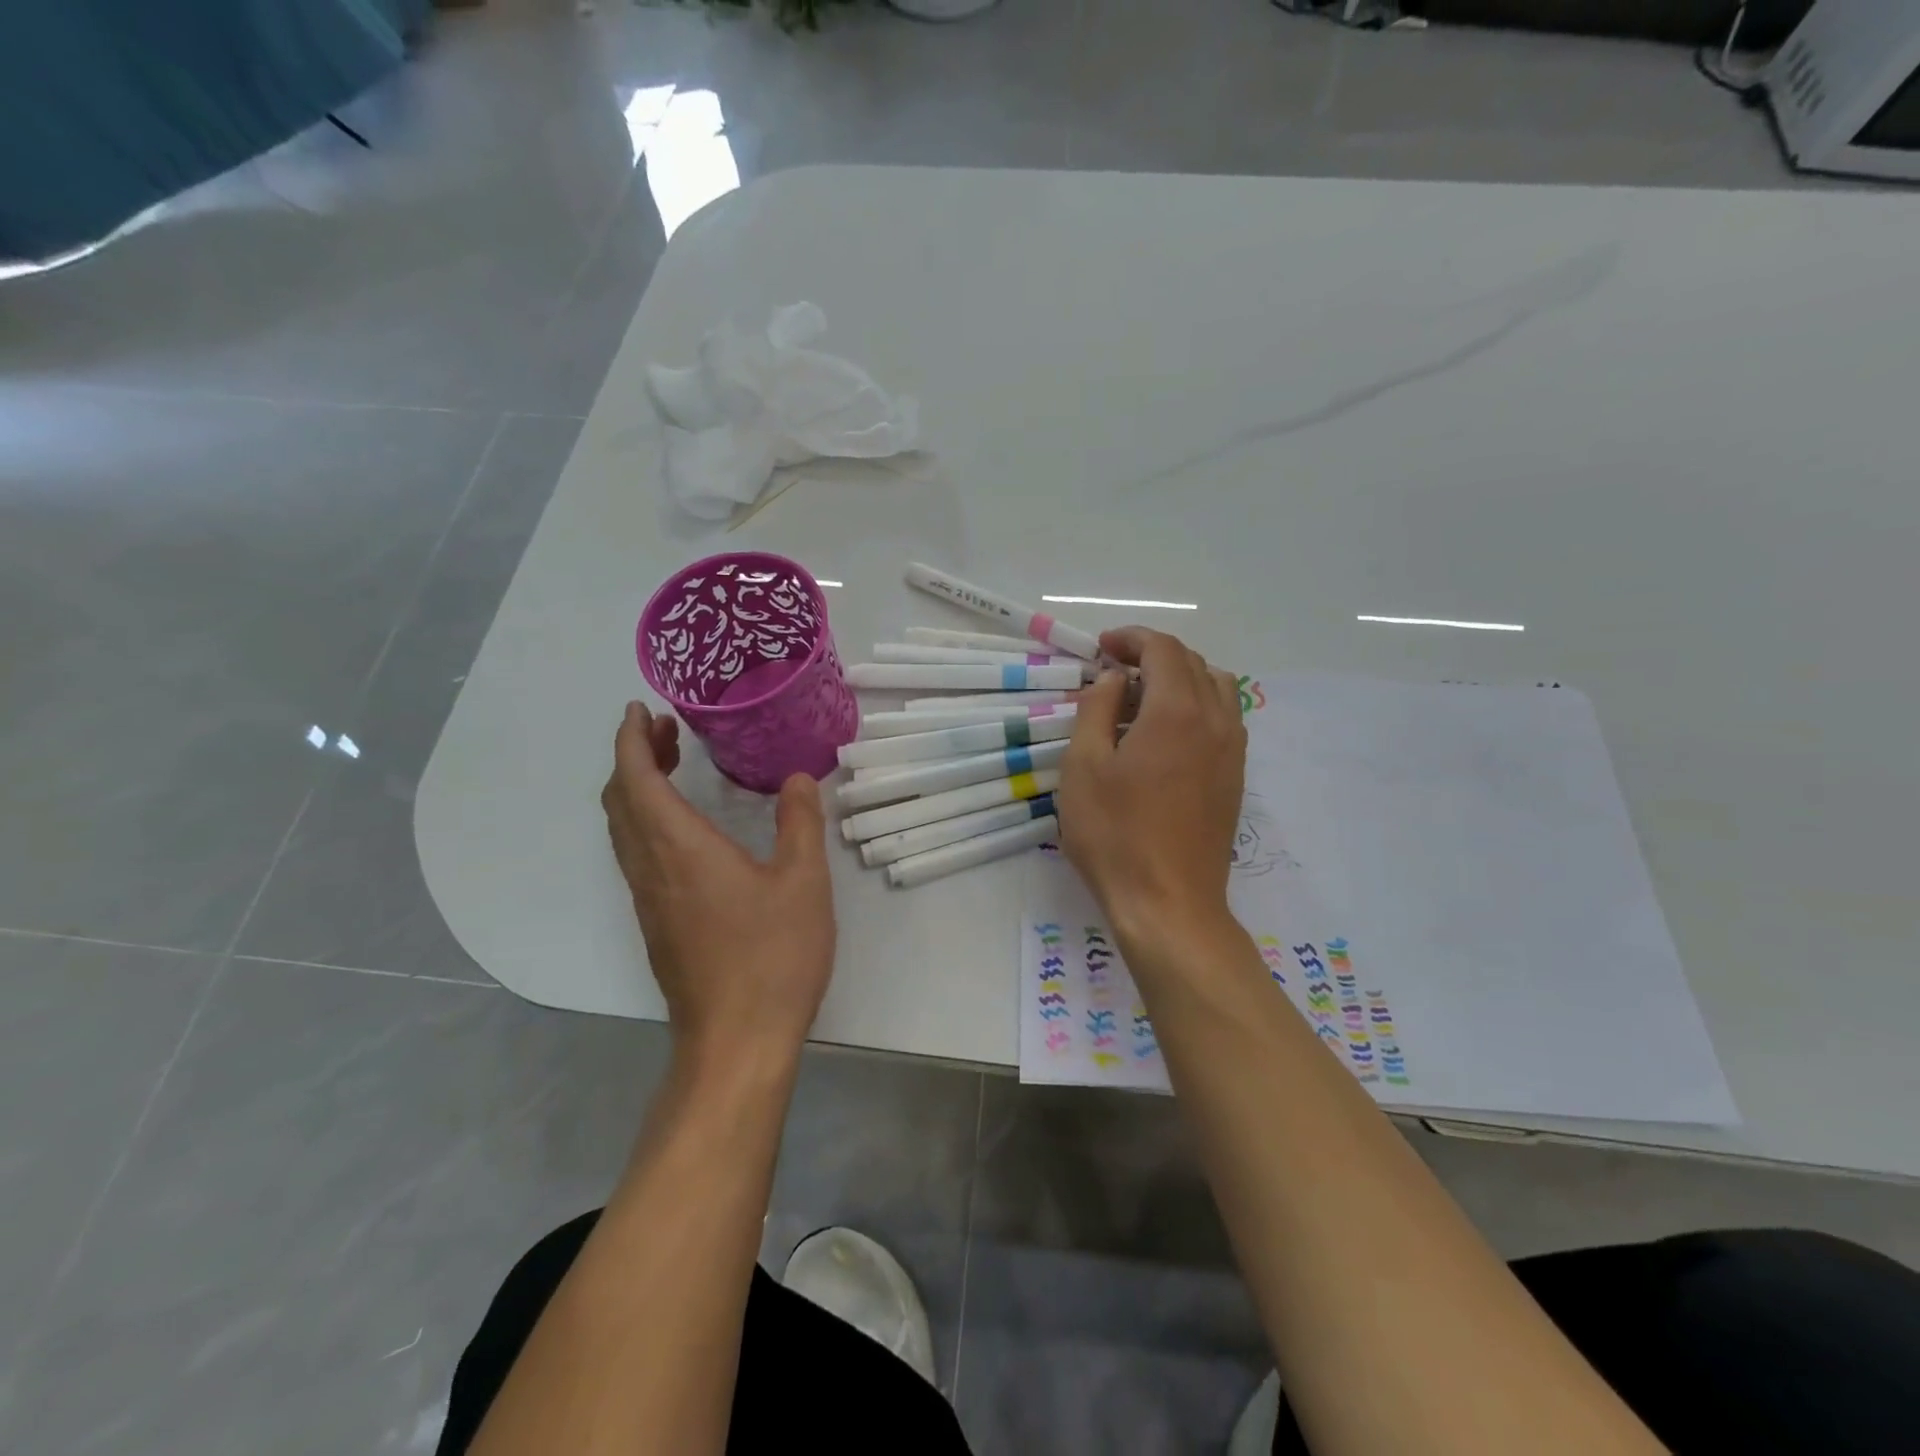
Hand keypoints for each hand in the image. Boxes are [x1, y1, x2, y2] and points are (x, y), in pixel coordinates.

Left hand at [602, 702, 835, 1067]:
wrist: (735, 1041)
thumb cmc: (772, 956)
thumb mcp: (803, 883)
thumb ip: (799, 822)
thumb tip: (798, 777)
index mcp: (680, 849)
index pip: (636, 780)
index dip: (632, 740)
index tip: (642, 709)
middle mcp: (651, 869)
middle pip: (620, 801)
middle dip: (633, 757)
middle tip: (665, 730)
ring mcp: (649, 900)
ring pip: (624, 830)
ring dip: (637, 789)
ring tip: (672, 766)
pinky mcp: (657, 924)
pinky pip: (636, 854)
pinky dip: (645, 820)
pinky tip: (683, 827)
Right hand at [1058, 627, 1246, 945]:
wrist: (1169, 903)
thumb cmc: (1115, 834)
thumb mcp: (1083, 767)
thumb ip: (1097, 709)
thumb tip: (1116, 679)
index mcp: (1176, 711)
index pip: (1163, 649)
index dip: (1131, 638)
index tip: (1102, 647)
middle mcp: (1215, 720)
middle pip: (1192, 662)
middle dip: (1153, 654)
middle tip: (1115, 670)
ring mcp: (1233, 750)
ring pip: (1216, 687)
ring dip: (1180, 676)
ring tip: (1144, 696)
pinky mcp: (1235, 776)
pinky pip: (1224, 718)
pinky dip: (1197, 704)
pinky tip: (1167, 732)